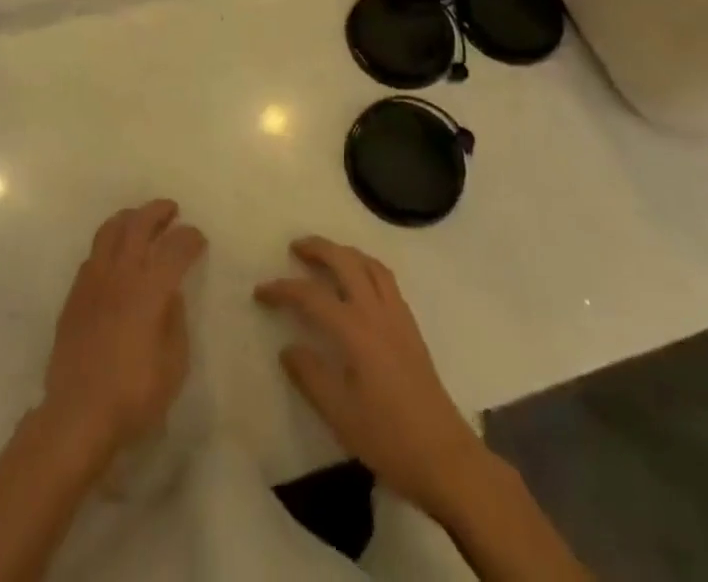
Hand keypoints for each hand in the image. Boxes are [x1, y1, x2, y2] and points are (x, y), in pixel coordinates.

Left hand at [43, 200, 206, 465]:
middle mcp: (121, 272)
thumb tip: (170, 294)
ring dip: (129, 218)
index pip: (175, 247)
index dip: (190, 238)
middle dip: (158, 212)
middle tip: (171, 210)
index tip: (199, 240)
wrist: (78, 414)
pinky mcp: (75, 294)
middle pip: (139, 224)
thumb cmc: (134, 394)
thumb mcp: (174, 364)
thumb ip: (175, 320)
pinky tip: (115, 255)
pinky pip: (93, 254)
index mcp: (151, 287)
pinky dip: (109, 243)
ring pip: (110, 230)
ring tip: (140, 219)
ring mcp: (94, 280)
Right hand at [256, 237, 486, 515]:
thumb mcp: (340, 415)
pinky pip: (385, 278)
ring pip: (369, 264)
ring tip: (326, 256)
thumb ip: (310, 376)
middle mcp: (377, 312)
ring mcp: (398, 316)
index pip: (312, 296)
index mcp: (356, 331)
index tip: (260, 292)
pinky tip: (359, 281)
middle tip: (295, 249)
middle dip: (318, 248)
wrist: (446, 458)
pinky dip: (365, 266)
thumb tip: (288, 348)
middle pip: (345, 261)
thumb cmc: (389, 439)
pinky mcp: (411, 326)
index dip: (283, 290)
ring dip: (344, 252)